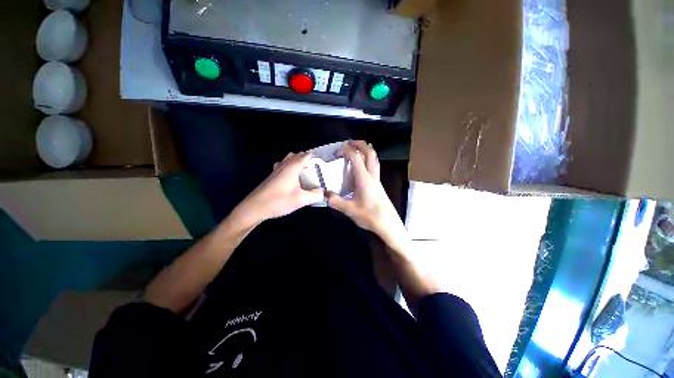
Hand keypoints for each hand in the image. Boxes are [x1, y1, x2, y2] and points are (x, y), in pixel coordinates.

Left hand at [233, 152, 324, 226]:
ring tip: (304, 172)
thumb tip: (323, 192)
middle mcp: (284, 165)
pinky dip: (289, 168)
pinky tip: (292, 179)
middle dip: (306, 158)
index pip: (306, 155)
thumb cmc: (279, 201)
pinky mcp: (271, 177)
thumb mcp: (301, 200)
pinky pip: (283, 166)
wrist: (255, 207)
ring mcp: (276, 170)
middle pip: (296, 155)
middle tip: (314, 168)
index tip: (322, 161)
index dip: (314, 156)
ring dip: (296, 162)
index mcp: (293, 167)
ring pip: (288, 160)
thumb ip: (315, 195)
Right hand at [327, 141, 407, 249]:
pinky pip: (374, 166)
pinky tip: (361, 168)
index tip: (337, 151)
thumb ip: (336, 201)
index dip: (346, 150)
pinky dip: (368, 160)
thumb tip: (324, 194)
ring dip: (366, 150)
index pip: (356, 158)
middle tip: (349, 143)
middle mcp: (372, 176)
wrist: (388, 225)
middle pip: (370, 153)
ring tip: (356, 150)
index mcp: (364, 179)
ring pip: (374, 159)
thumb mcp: (350, 210)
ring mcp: (377, 180)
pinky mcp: (379, 185)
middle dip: (360, 144)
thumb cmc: (370, 216)